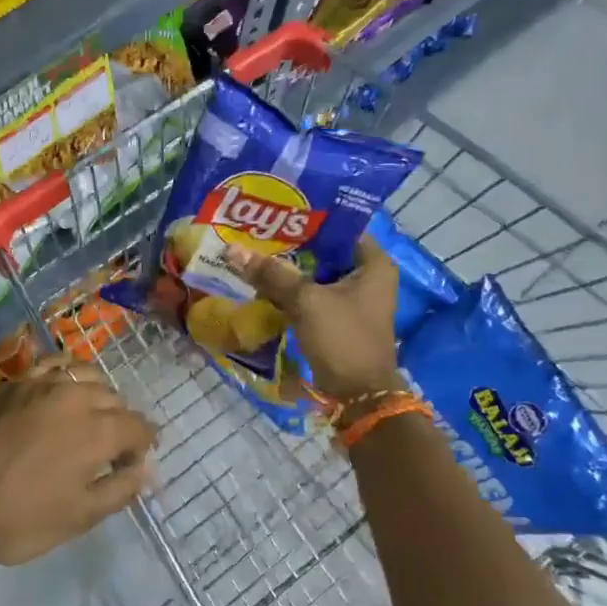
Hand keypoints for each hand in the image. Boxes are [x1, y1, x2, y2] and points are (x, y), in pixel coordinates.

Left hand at [0, 356, 155, 565]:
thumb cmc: (24, 518)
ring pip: (87, 376)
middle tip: (107, 449)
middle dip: (120, 422)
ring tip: (87, 415)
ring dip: (96, 394)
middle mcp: (76, 397)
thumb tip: (144, 469)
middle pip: (115, 400)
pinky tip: (62, 389)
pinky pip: (53, 365)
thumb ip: (121, 488)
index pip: (139, 426)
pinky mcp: (16, 383)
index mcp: (98, 432)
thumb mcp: (81, 516)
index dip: (143, 446)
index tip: (132, 464)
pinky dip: (66, 373)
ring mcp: (43, 384)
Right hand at [226, 234, 400, 400]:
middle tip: (257, 230)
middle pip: (324, 250)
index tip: (276, 211)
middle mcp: (367, 276)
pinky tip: (262, 281)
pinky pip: (311, 293)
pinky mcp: (338, 317)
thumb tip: (233, 250)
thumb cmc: (342, 338)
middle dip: (291, 243)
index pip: (340, 227)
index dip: (308, 217)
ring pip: (315, 273)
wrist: (358, 395)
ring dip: (288, 267)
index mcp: (373, 263)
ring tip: (254, 251)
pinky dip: (291, 289)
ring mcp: (353, 299)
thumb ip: (272, 274)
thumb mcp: (306, 301)